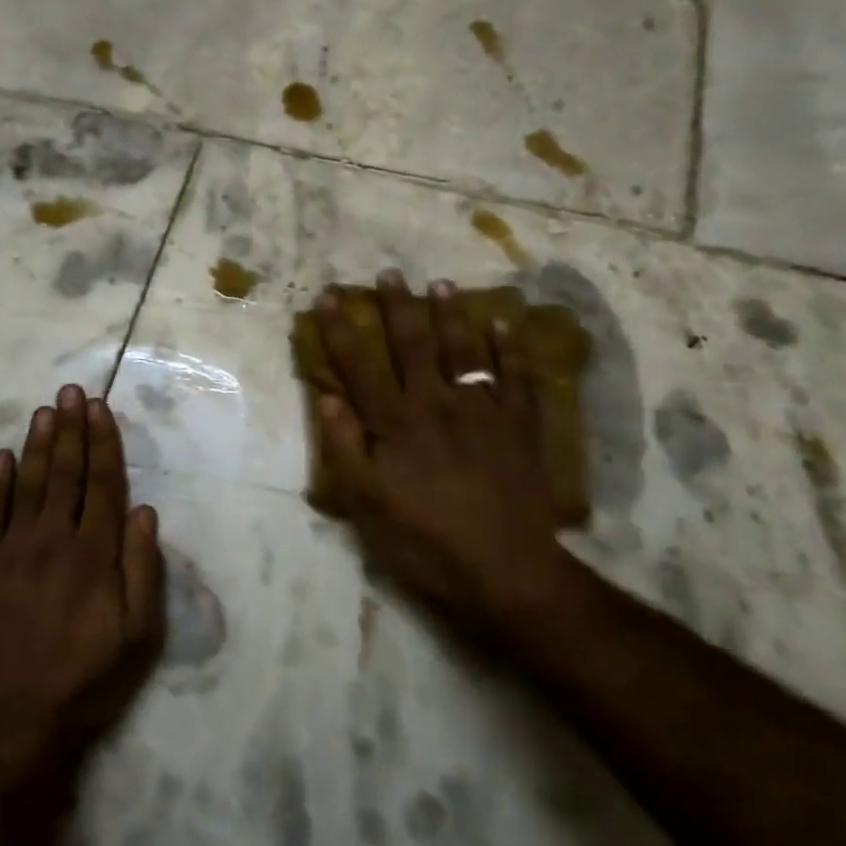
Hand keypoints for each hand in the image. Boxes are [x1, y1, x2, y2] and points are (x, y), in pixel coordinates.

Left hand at [0, 385, 164, 778]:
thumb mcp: (138, 633)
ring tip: (45, 410)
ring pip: (29, 483)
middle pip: (66, 472)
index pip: (103, 483)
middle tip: (72, 391)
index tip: (100, 409)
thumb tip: (144, 511)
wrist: (12, 719)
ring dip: (38, 444)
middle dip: (71, 429)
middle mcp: (55, 538)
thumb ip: (143, 568)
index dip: (103, 443)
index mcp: (95, 552)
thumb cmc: (87, 678)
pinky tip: (1, 456)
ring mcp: (14, 549)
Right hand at [312, 272, 575, 634]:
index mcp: (395, 424)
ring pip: (464, 350)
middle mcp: (436, 404)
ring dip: (450, 314)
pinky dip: (511, 348)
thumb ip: (346, 449)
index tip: (327, 296)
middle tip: (390, 273)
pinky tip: (504, 324)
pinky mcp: (518, 426)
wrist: (507, 571)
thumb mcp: (368, 506)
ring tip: (441, 283)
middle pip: (413, 344)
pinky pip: (516, 377)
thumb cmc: (426, 542)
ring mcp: (482, 411)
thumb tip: (326, 398)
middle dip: (397, 306)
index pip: (360, 365)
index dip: (340, 329)